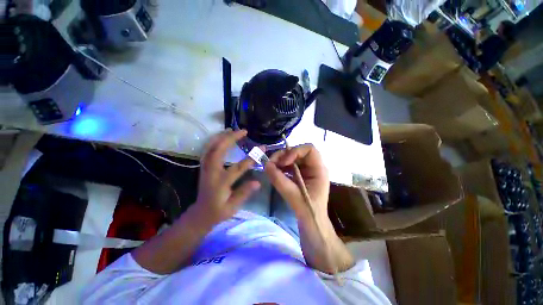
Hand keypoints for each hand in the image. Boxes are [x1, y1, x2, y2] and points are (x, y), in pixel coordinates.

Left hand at [194, 129, 260, 226]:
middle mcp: (211, 172)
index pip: (238, 167)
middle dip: (231, 138)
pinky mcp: (204, 167)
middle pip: (219, 150)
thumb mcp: (233, 207)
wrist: (200, 213)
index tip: (262, 148)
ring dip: (221, 136)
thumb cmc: (218, 211)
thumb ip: (244, 193)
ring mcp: (206, 168)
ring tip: (232, 129)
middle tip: (243, 131)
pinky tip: (220, 137)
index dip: (251, 158)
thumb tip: (258, 182)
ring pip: (211, 147)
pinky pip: (207, 150)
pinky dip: (213, 141)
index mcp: (221, 183)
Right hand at [265, 145, 353, 273]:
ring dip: (281, 160)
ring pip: (293, 157)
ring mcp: (307, 170)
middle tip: (271, 163)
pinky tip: (275, 172)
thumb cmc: (308, 212)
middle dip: (284, 155)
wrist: (313, 224)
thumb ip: (279, 180)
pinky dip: (281, 167)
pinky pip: (290, 165)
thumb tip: (266, 165)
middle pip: (299, 151)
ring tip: (271, 168)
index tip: (283, 162)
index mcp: (319, 170)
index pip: (309, 149)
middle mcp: (314, 166)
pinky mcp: (300, 175)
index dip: (295, 151)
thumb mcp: (293, 196)